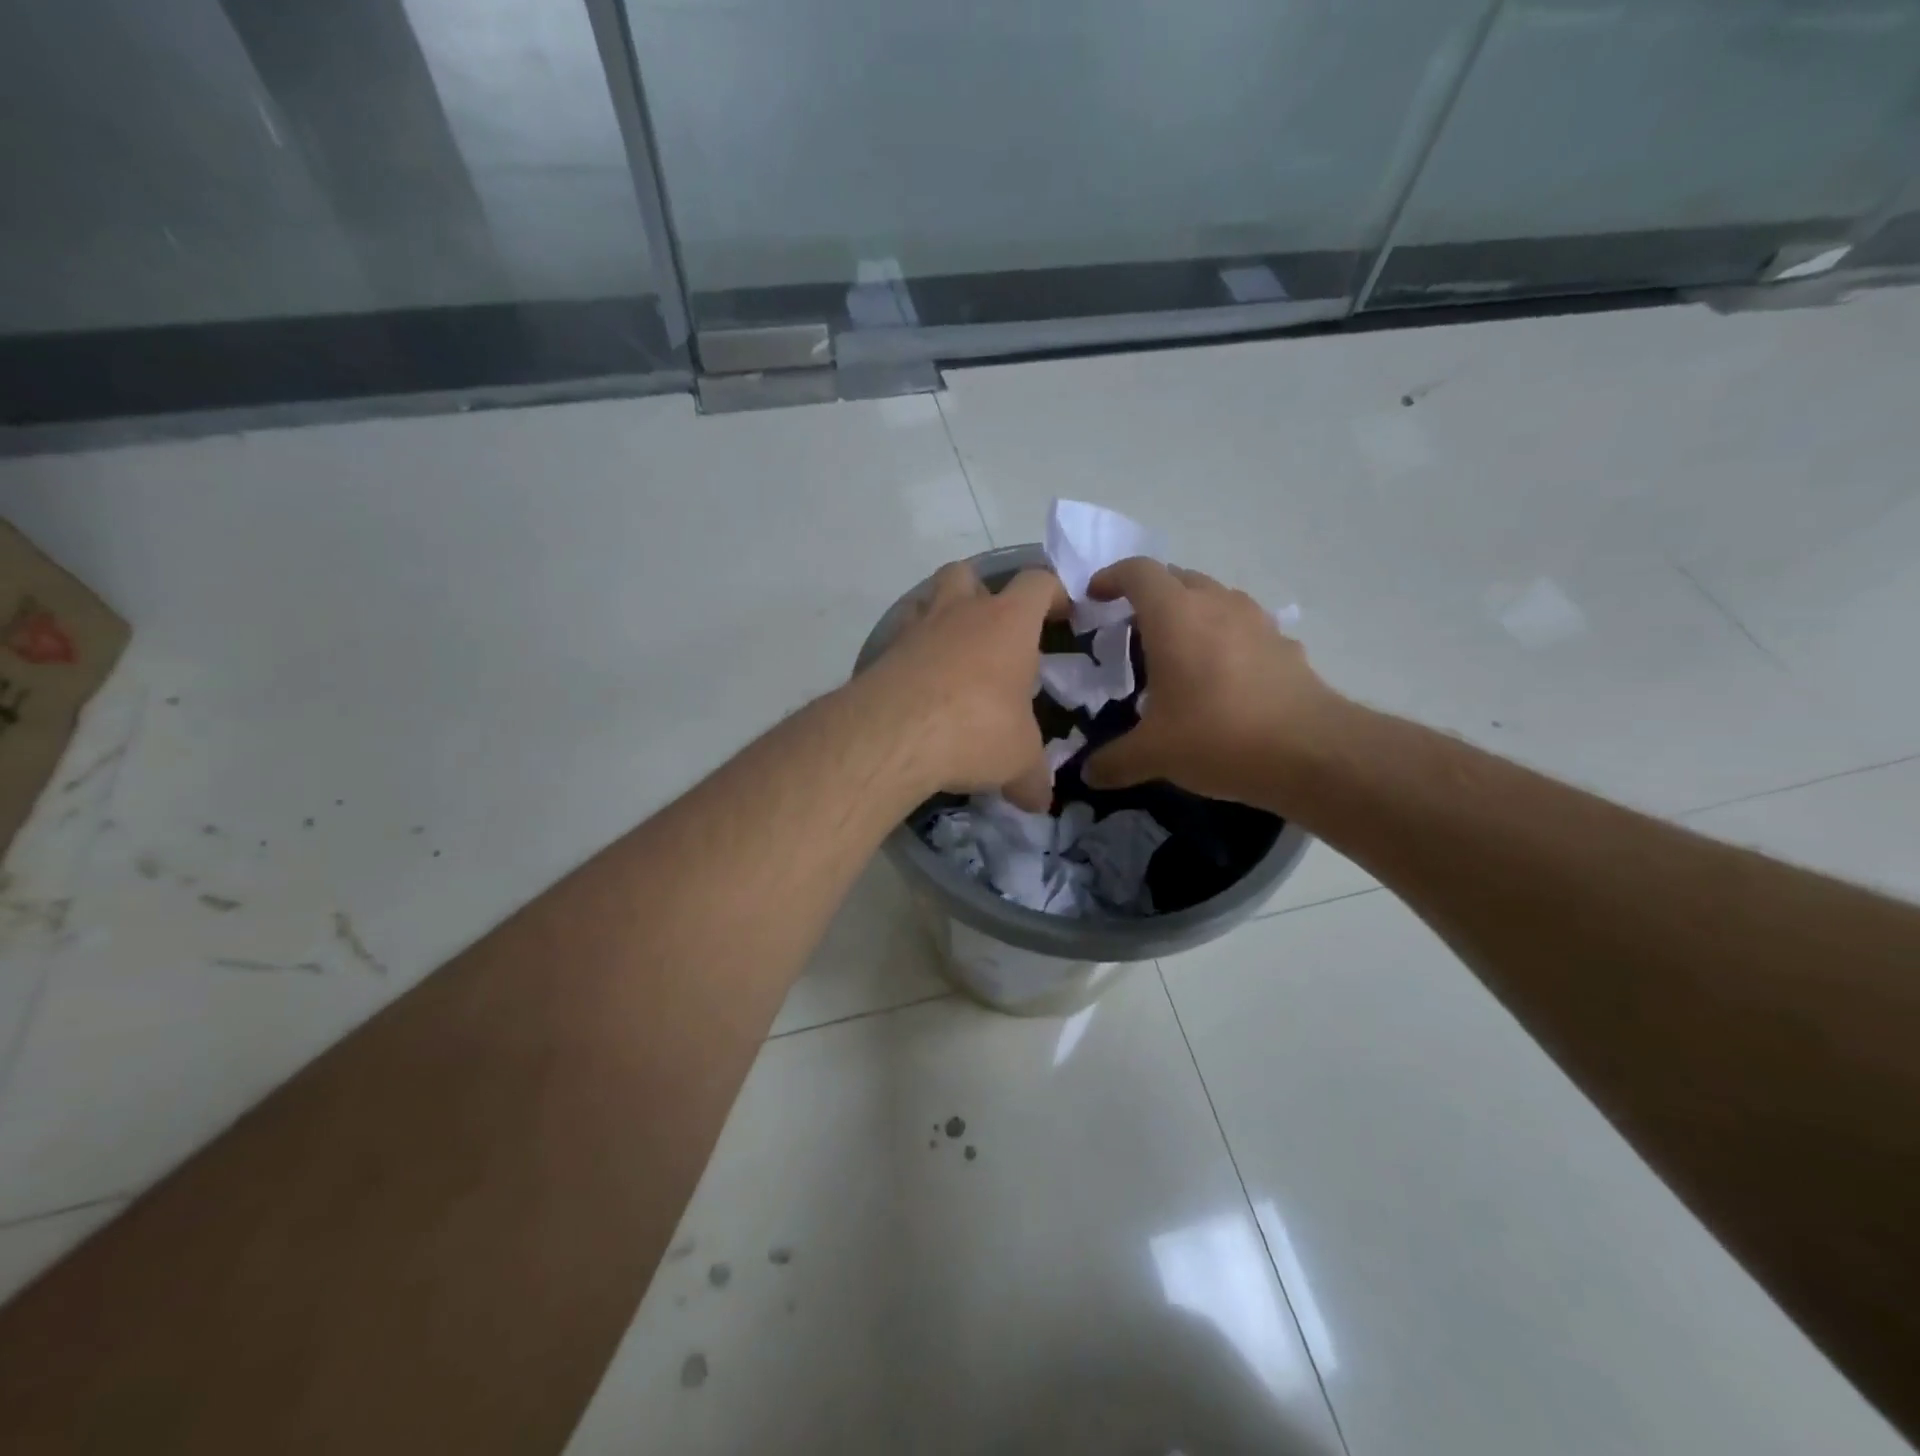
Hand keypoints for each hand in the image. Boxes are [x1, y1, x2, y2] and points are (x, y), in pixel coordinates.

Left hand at [863, 561, 1066, 810]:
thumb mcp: (1017, 760)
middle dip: (984, 593)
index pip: (1038, 583)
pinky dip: (913, 655)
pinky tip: (920, 689)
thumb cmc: (975, 729)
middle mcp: (960, 612)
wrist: (892, 734)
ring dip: (942, 617)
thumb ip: (1032, 777)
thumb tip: (1040, 802)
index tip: (1062, 616)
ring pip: (928, 598)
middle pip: (970, 574)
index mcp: (1008, 622)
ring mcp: (916, 628)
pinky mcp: (882, 653)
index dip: (1054, 594)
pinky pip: (901, 640)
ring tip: (954, 657)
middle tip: (995, 634)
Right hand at [1081, 558, 1339, 803]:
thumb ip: (1113, 761)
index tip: (1095, 596)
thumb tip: (1088, 774)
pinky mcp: (1284, 643)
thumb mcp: (1153, 754)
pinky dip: (1224, 637)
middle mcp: (1216, 604)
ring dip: (1189, 611)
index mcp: (1174, 616)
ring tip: (1176, 649)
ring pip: (1214, 597)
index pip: (1138, 572)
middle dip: (1149, 594)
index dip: (1111, 577)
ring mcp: (1256, 620)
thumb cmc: (1217, 737)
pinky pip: (1243, 626)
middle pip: (1176, 577)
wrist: (1310, 752)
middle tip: (1130, 626)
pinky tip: (1221, 675)